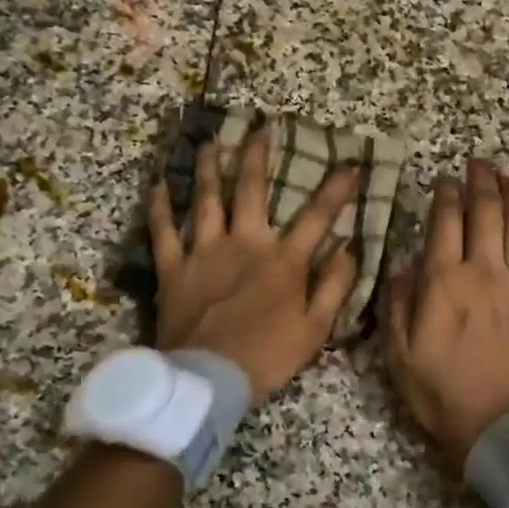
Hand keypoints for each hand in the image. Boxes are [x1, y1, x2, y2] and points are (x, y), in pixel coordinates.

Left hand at [150, 128, 360, 403]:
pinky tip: (158, 184)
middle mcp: (244, 244)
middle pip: (251, 190)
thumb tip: (349, 248)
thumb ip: (334, 286)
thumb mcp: (315, 329)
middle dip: (257, 156)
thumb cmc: (267, 356)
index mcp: (282, 261)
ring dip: (208, 167)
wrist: (208, 380)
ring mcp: (205, 252)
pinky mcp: (173, 268)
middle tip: (260, 127)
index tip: (350, 163)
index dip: (336, 189)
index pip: (317, 216)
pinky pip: (163, 231)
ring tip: (209, 140)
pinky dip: (159, 207)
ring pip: (205, 199)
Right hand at [383, 158, 508, 478]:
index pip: (445, 223)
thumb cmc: (441, 392)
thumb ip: (398, 303)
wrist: (500, 425)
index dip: (446, 195)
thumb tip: (402, 264)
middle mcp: (483, 273)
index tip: (445, 178)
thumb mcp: (399, 354)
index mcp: (445, 283)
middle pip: (485, 215)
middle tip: (478, 162)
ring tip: (505, 175)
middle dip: (480, 183)